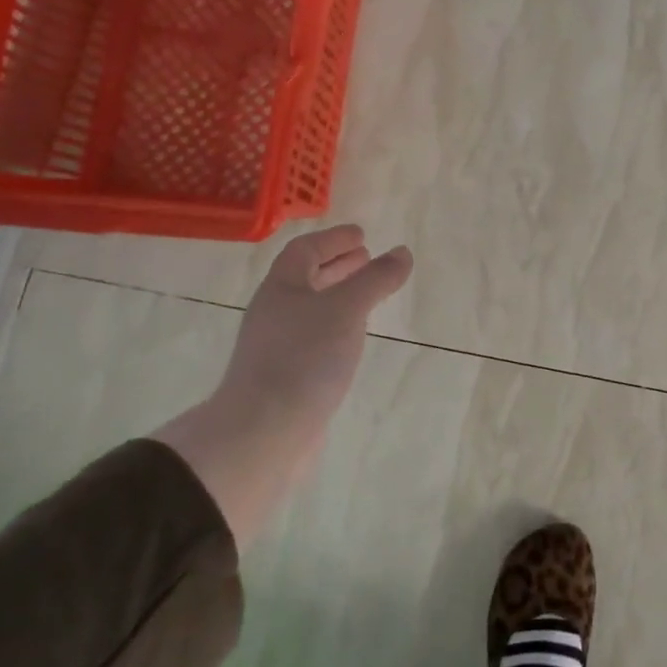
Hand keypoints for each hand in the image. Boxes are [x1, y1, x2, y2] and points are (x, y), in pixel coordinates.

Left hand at [157, 224, 411, 545]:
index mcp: (282, 288)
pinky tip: (353, 337)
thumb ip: (376, 278)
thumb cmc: (304, 357)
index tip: (362, 235)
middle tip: (367, 258)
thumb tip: (402, 252)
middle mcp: (275, 312)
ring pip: (311, 308)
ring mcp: (278, 345)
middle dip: (337, 265)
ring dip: (339, 294)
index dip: (333, 239)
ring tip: (367, 294)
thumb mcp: (347, 309)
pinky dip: (337, 325)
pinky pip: (315, 336)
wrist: (264, 430)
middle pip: (305, 278)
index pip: (305, 250)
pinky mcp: (286, 375)